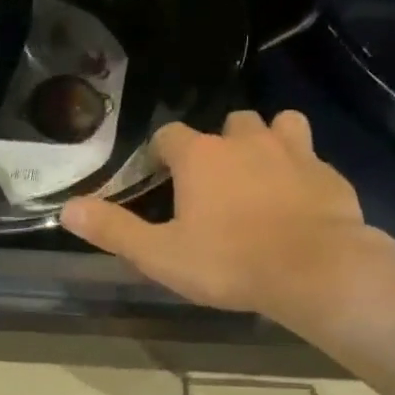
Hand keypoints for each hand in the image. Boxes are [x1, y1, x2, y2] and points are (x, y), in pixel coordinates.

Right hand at [61, 110, 372, 318]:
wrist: (314, 270)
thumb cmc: (229, 262)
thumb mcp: (161, 255)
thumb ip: (114, 231)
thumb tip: (67, 209)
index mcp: (201, 157)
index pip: (170, 136)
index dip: (162, 154)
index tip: (162, 177)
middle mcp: (246, 140)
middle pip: (228, 124)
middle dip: (219, 145)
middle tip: (215, 183)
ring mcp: (293, 151)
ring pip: (278, 125)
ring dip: (266, 142)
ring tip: (261, 175)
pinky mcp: (328, 172)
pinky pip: (311, 157)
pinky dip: (301, 170)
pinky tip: (299, 199)